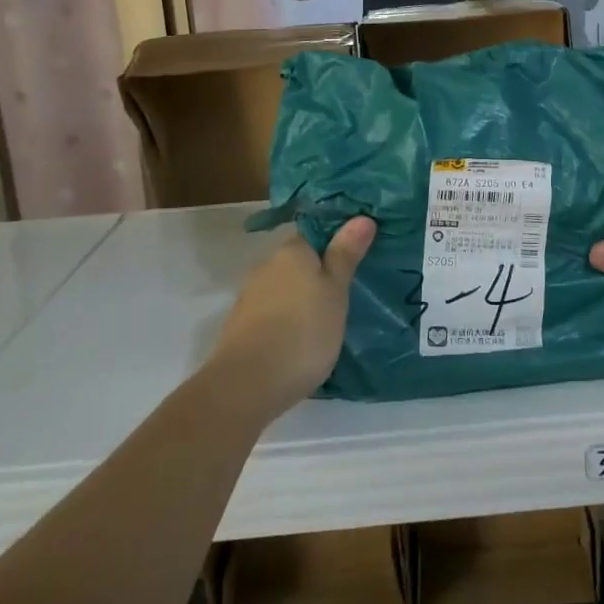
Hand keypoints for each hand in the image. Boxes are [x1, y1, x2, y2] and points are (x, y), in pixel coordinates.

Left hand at [211, 217, 374, 414]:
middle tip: (349, 291)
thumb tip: (361, 217)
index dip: (338, 241)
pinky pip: (273, 312)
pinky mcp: (242, 326)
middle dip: (320, 272)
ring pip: (286, 287)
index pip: (317, 232)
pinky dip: (288, 319)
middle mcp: (267, 265)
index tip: (359, 256)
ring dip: (303, 297)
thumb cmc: (302, 332)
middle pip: (300, 261)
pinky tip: (302, 338)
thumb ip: (345, 255)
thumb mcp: (335, 292)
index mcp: (292, 251)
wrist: (245, 386)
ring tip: (329, 318)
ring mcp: (251, 296)